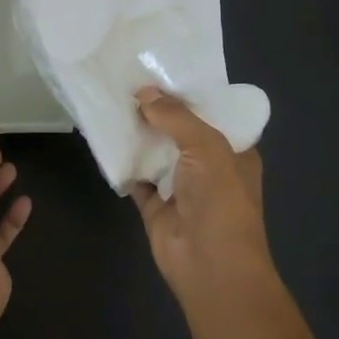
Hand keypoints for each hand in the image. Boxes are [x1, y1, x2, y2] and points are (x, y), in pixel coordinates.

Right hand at [130, 88, 273, 302]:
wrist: (210, 265)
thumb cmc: (221, 201)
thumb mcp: (206, 147)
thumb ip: (176, 117)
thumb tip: (144, 92)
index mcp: (234, 151)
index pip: (211, 115)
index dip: (187, 95)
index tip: (159, 72)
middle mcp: (209, 167)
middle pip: (179, 132)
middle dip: (158, 112)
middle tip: (126, 82)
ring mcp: (181, 188)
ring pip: (156, 153)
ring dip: (138, 134)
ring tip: (111, 102)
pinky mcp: (155, 206)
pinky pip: (136, 178)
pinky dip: (123, 162)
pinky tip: (105, 139)